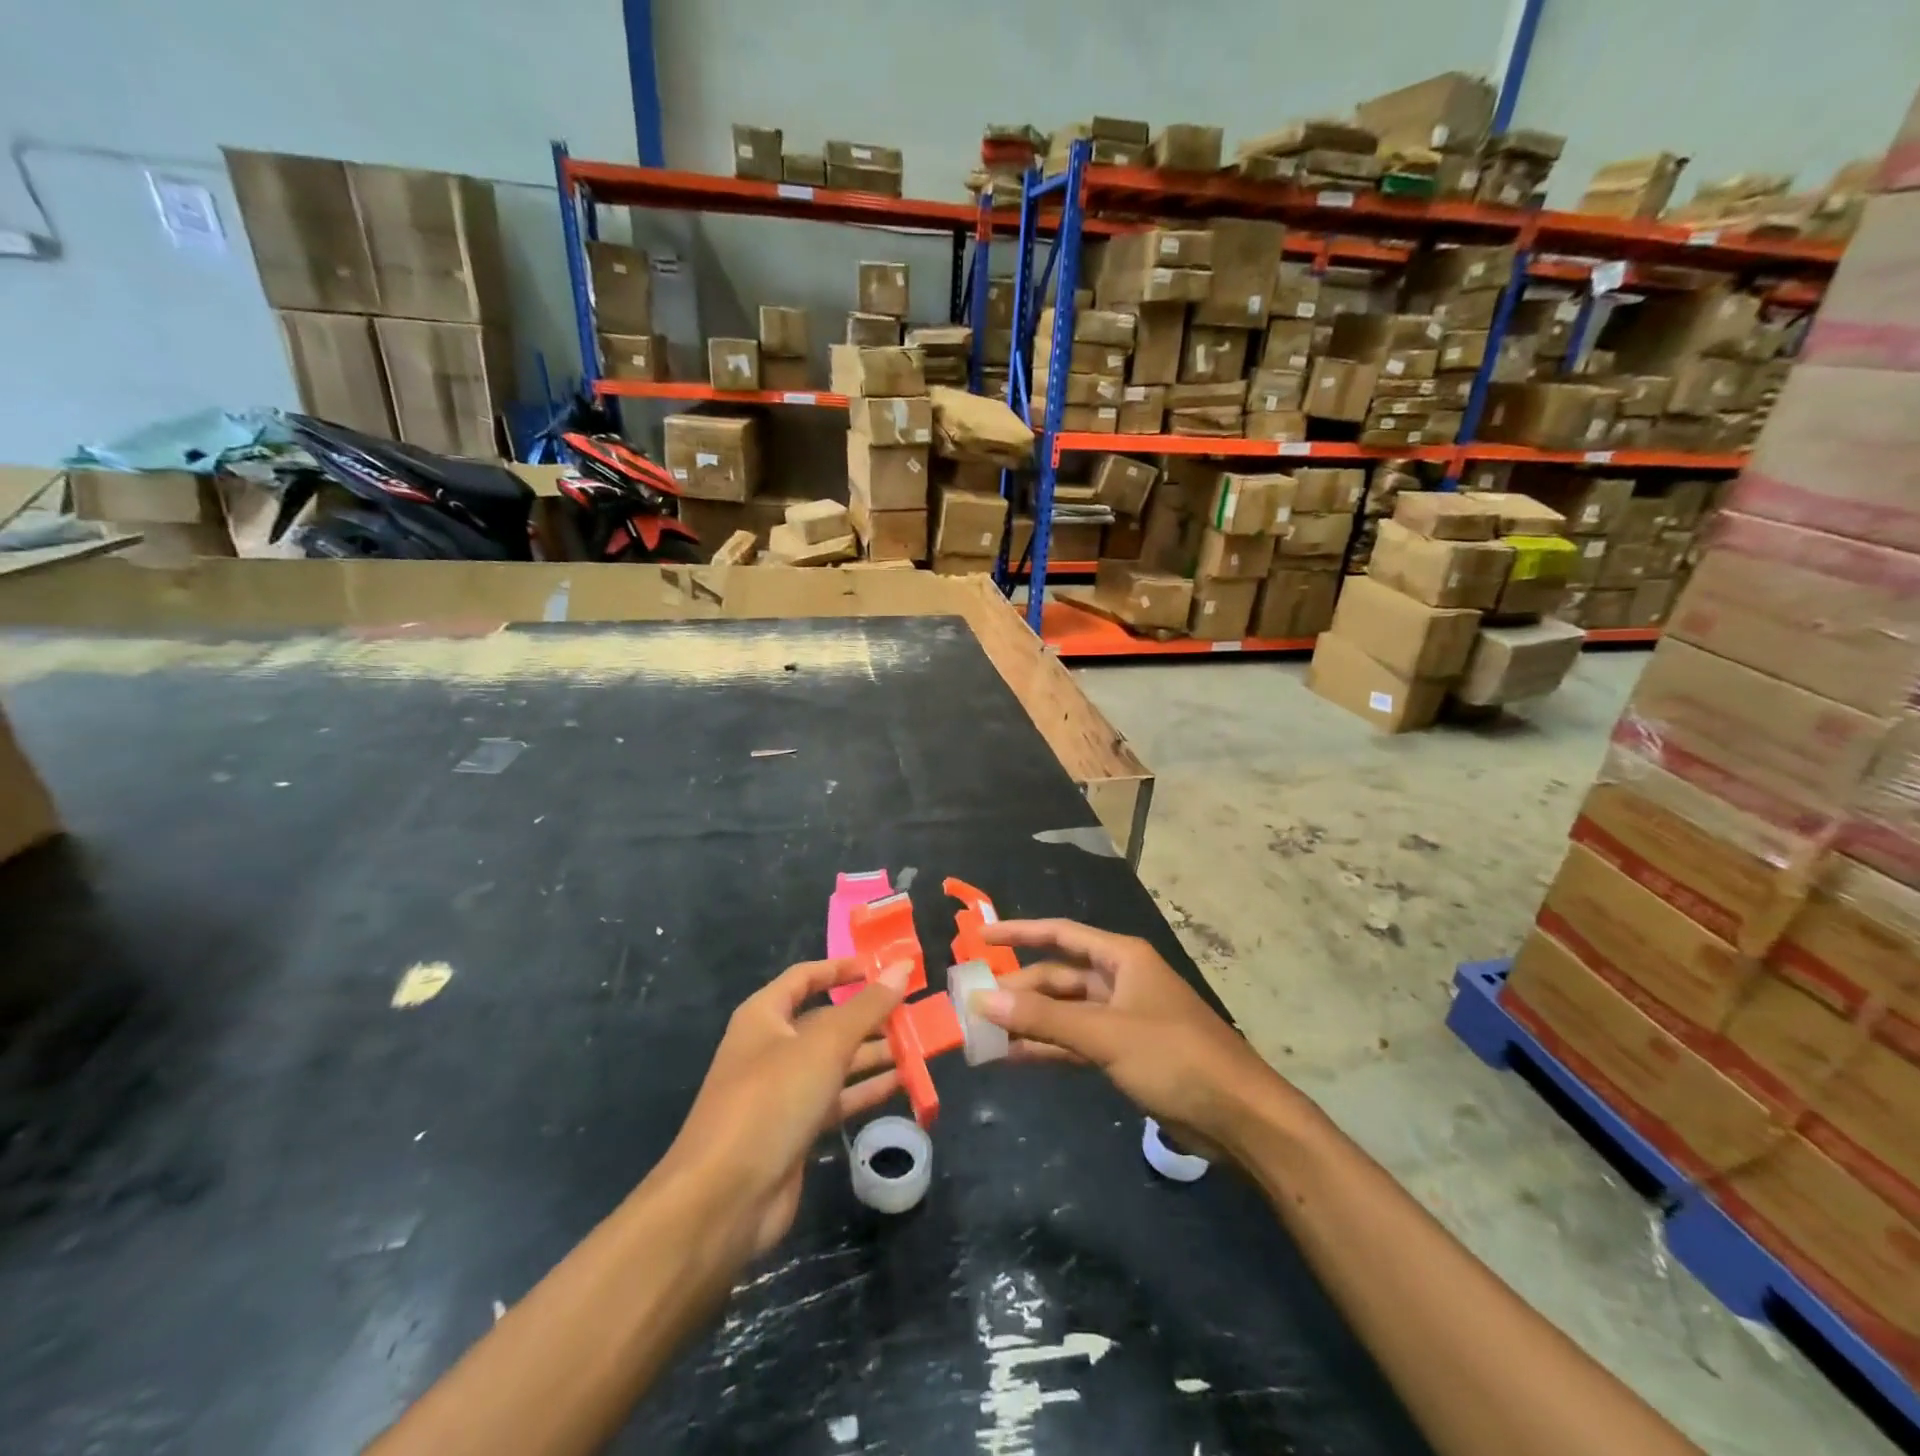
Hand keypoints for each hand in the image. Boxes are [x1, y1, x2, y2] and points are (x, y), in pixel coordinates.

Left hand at [660, 959, 906, 1260]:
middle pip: (826, 1020)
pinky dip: (866, 1090)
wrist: (723, 1199)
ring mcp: (782, 1091)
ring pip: (835, 1062)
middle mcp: (771, 1047)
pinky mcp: (795, 1130)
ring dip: (873, 1053)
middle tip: (915, 1010)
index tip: (884, 967)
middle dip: (868, 1015)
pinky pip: (837, 1099)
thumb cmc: (771, 1100)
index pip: (806, 977)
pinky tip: (902, 1083)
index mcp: (764, 1016)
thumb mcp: (824, 1045)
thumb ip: (867, 1006)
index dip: (842, 968)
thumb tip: (902, 966)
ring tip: (918, 1045)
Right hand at [977, 919, 1283, 1159]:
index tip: (980, 937)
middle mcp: (1119, 980)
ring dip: (1028, 1022)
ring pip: (1064, 1012)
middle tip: (973, 1005)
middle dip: (1018, 989)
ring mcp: (1122, 1018)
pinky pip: (1075, 1041)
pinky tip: (1015, 1057)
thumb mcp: (1105, 1034)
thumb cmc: (1175, 1057)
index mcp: (1121, 958)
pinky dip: (1048, 1047)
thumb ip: (1042, 1018)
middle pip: (1058, 976)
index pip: (1060, 934)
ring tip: (984, 1034)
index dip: (1019, 932)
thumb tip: (981, 1000)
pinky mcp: (1125, 1053)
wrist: (1239, 1117)